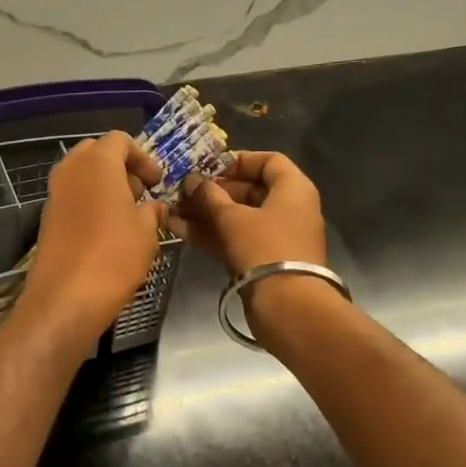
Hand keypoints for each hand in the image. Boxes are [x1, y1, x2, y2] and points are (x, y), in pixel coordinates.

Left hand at [19, 133, 167, 349]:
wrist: (66, 296)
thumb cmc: (114, 255)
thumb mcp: (146, 231)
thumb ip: (152, 211)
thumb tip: (153, 207)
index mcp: (97, 162)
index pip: (120, 140)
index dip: (142, 157)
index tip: (156, 181)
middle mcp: (70, 169)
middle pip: (96, 153)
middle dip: (120, 167)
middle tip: (140, 192)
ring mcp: (54, 193)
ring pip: (81, 175)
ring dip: (104, 186)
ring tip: (126, 214)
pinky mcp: (46, 217)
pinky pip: (71, 197)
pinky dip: (89, 202)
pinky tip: (106, 230)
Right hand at [168, 150, 325, 278]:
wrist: (287, 305)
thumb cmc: (264, 248)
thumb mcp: (232, 217)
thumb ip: (209, 196)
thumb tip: (191, 181)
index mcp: (293, 189)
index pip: (268, 161)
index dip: (237, 161)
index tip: (208, 168)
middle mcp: (289, 208)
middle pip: (250, 190)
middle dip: (213, 191)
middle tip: (183, 192)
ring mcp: (276, 236)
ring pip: (239, 217)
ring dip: (206, 214)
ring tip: (173, 211)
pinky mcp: (263, 260)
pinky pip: (236, 238)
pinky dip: (212, 233)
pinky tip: (179, 230)